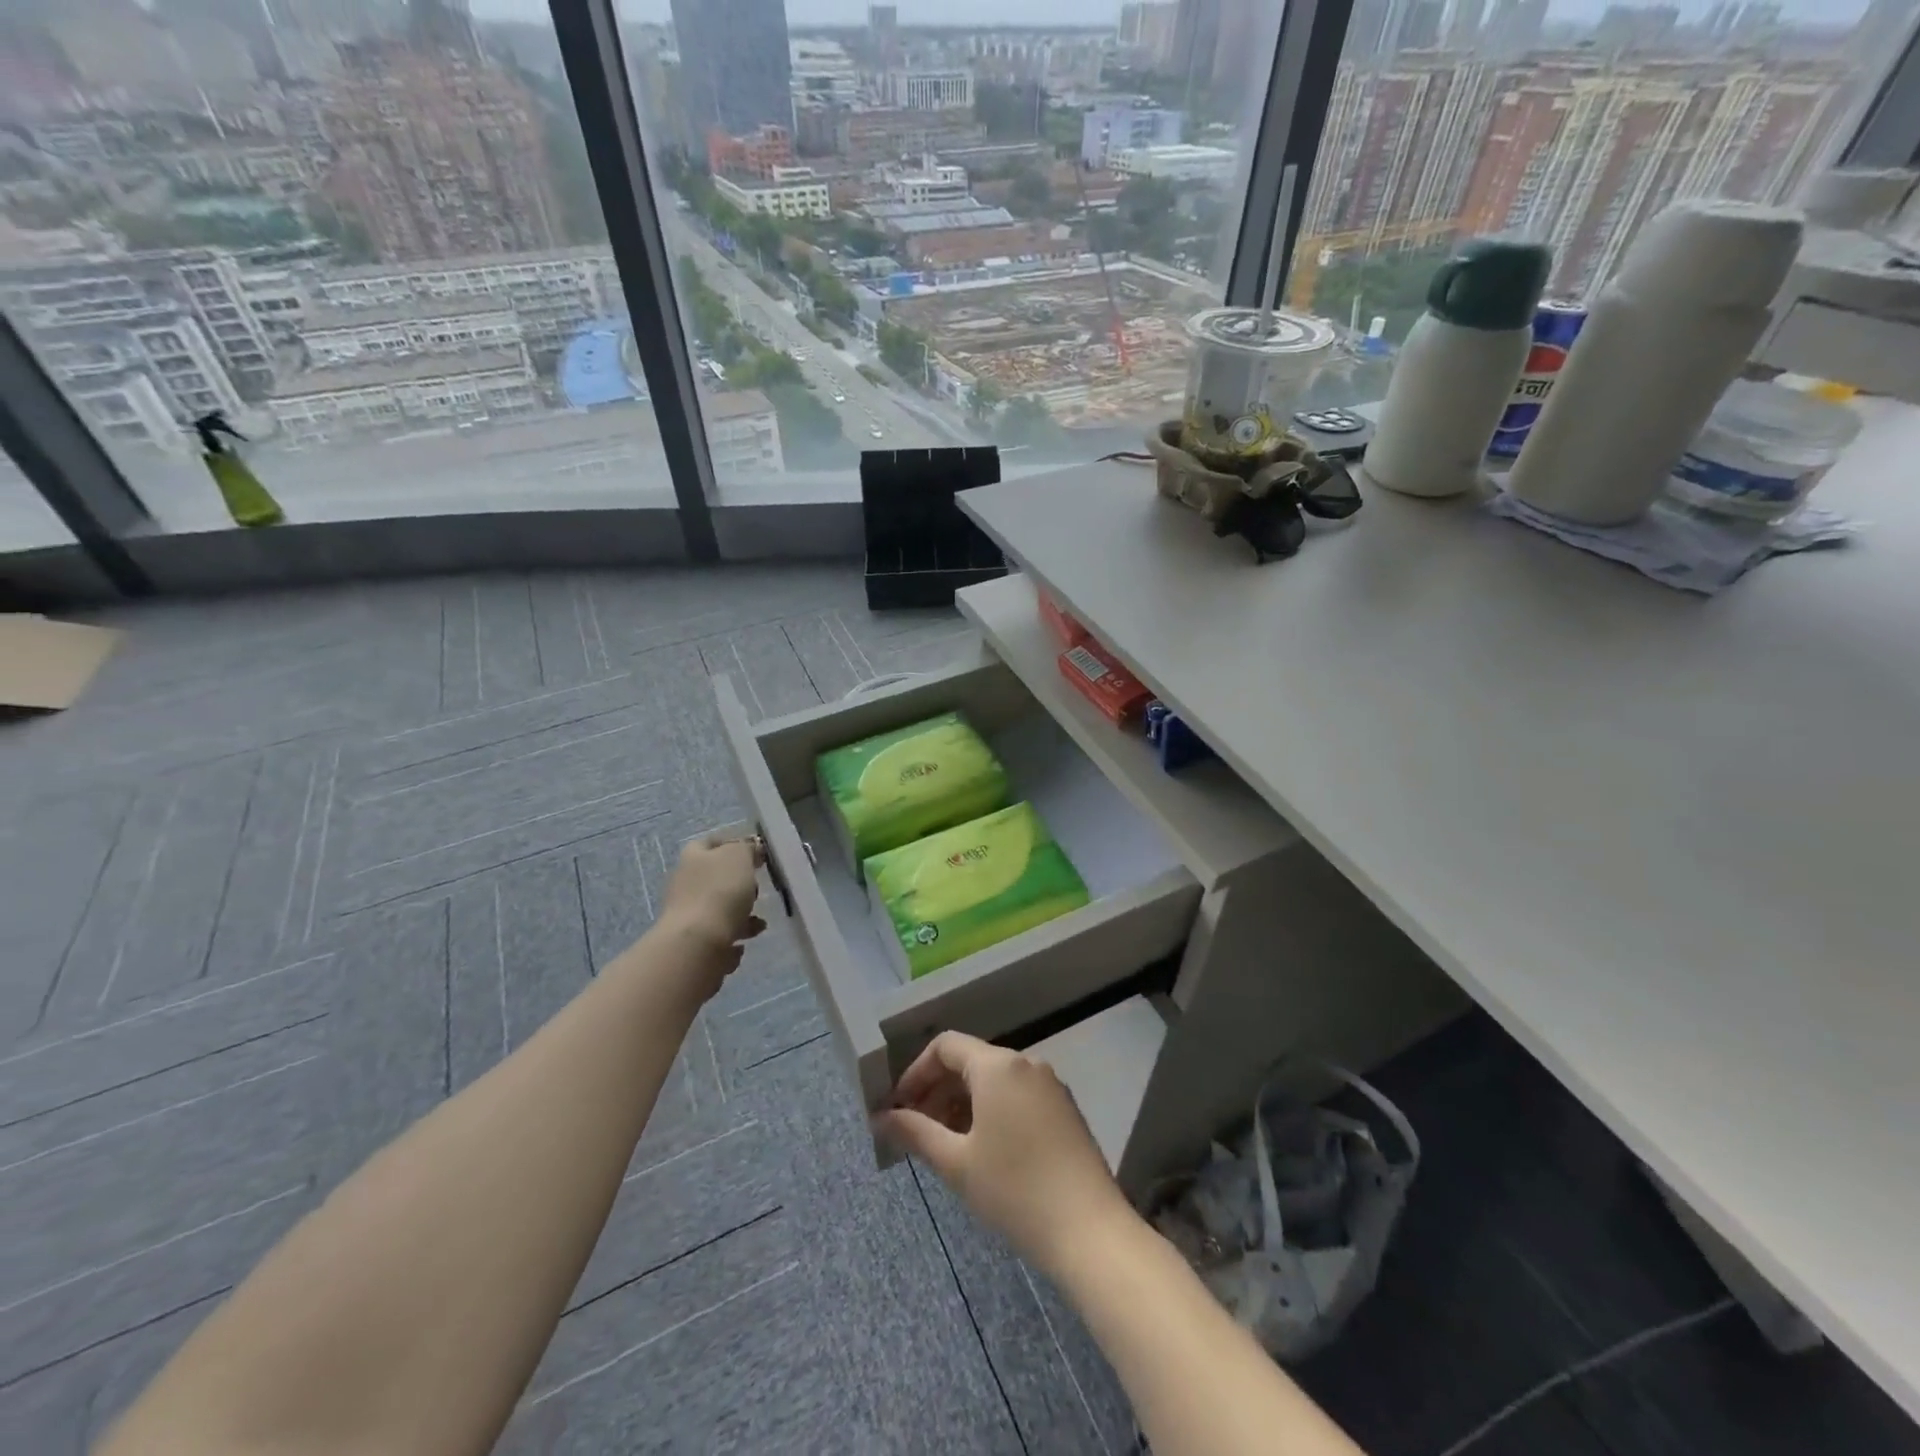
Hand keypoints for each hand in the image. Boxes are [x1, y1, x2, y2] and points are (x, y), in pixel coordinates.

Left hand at [657, 835, 766, 994]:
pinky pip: (720, 933)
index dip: (733, 844)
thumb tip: (750, 849)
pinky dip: (734, 935)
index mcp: (693, 857)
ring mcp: (687, 913)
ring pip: (720, 906)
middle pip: (716, 876)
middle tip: (759, 887)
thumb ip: (746, 848)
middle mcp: (685, 882)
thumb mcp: (739, 857)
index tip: (756, 852)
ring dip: (741, 912)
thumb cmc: (720, 892)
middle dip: (740, 882)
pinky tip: (744, 942)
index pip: (710, 842)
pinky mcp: (694, 940)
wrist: (698, 943)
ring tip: (759, 922)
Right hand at [876, 1032, 1136, 1274]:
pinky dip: (991, 1111)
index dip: (915, 1073)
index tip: (898, 1109)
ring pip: (994, 1080)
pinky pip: (1017, 1095)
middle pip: (969, 1061)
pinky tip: (982, 1151)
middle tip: (916, 1132)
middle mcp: (1026, 1063)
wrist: (1090, 1231)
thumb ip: (915, 1133)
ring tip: (945, 1146)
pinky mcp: (1064, 1109)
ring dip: (962, 1104)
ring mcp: (1050, 1085)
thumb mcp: (956, 1163)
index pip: (945, 1046)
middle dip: (937, 1091)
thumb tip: (881, 1117)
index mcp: (998, 1065)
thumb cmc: (1014, 1191)